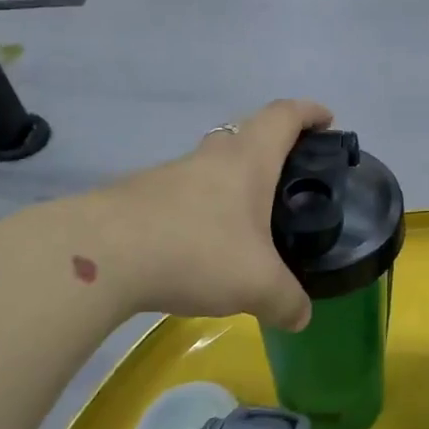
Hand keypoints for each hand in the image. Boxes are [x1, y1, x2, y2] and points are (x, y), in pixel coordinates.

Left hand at [83, 100, 331, 329]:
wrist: (101, 256)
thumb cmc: (197, 250)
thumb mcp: (257, 284)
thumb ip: (287, 300)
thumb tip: (301, 317)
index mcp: (248, 160)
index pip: (284, 116)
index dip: (310, 112)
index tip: (327, 120)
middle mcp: (210, 157)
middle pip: (247, 133)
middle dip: (273, 145)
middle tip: (291, 177)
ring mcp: (170, 174)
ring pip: (211, 165)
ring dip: (233, 181)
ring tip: (248, 222)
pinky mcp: (140, 198)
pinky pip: (183, 194)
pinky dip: (202, 210)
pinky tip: (201, 246)